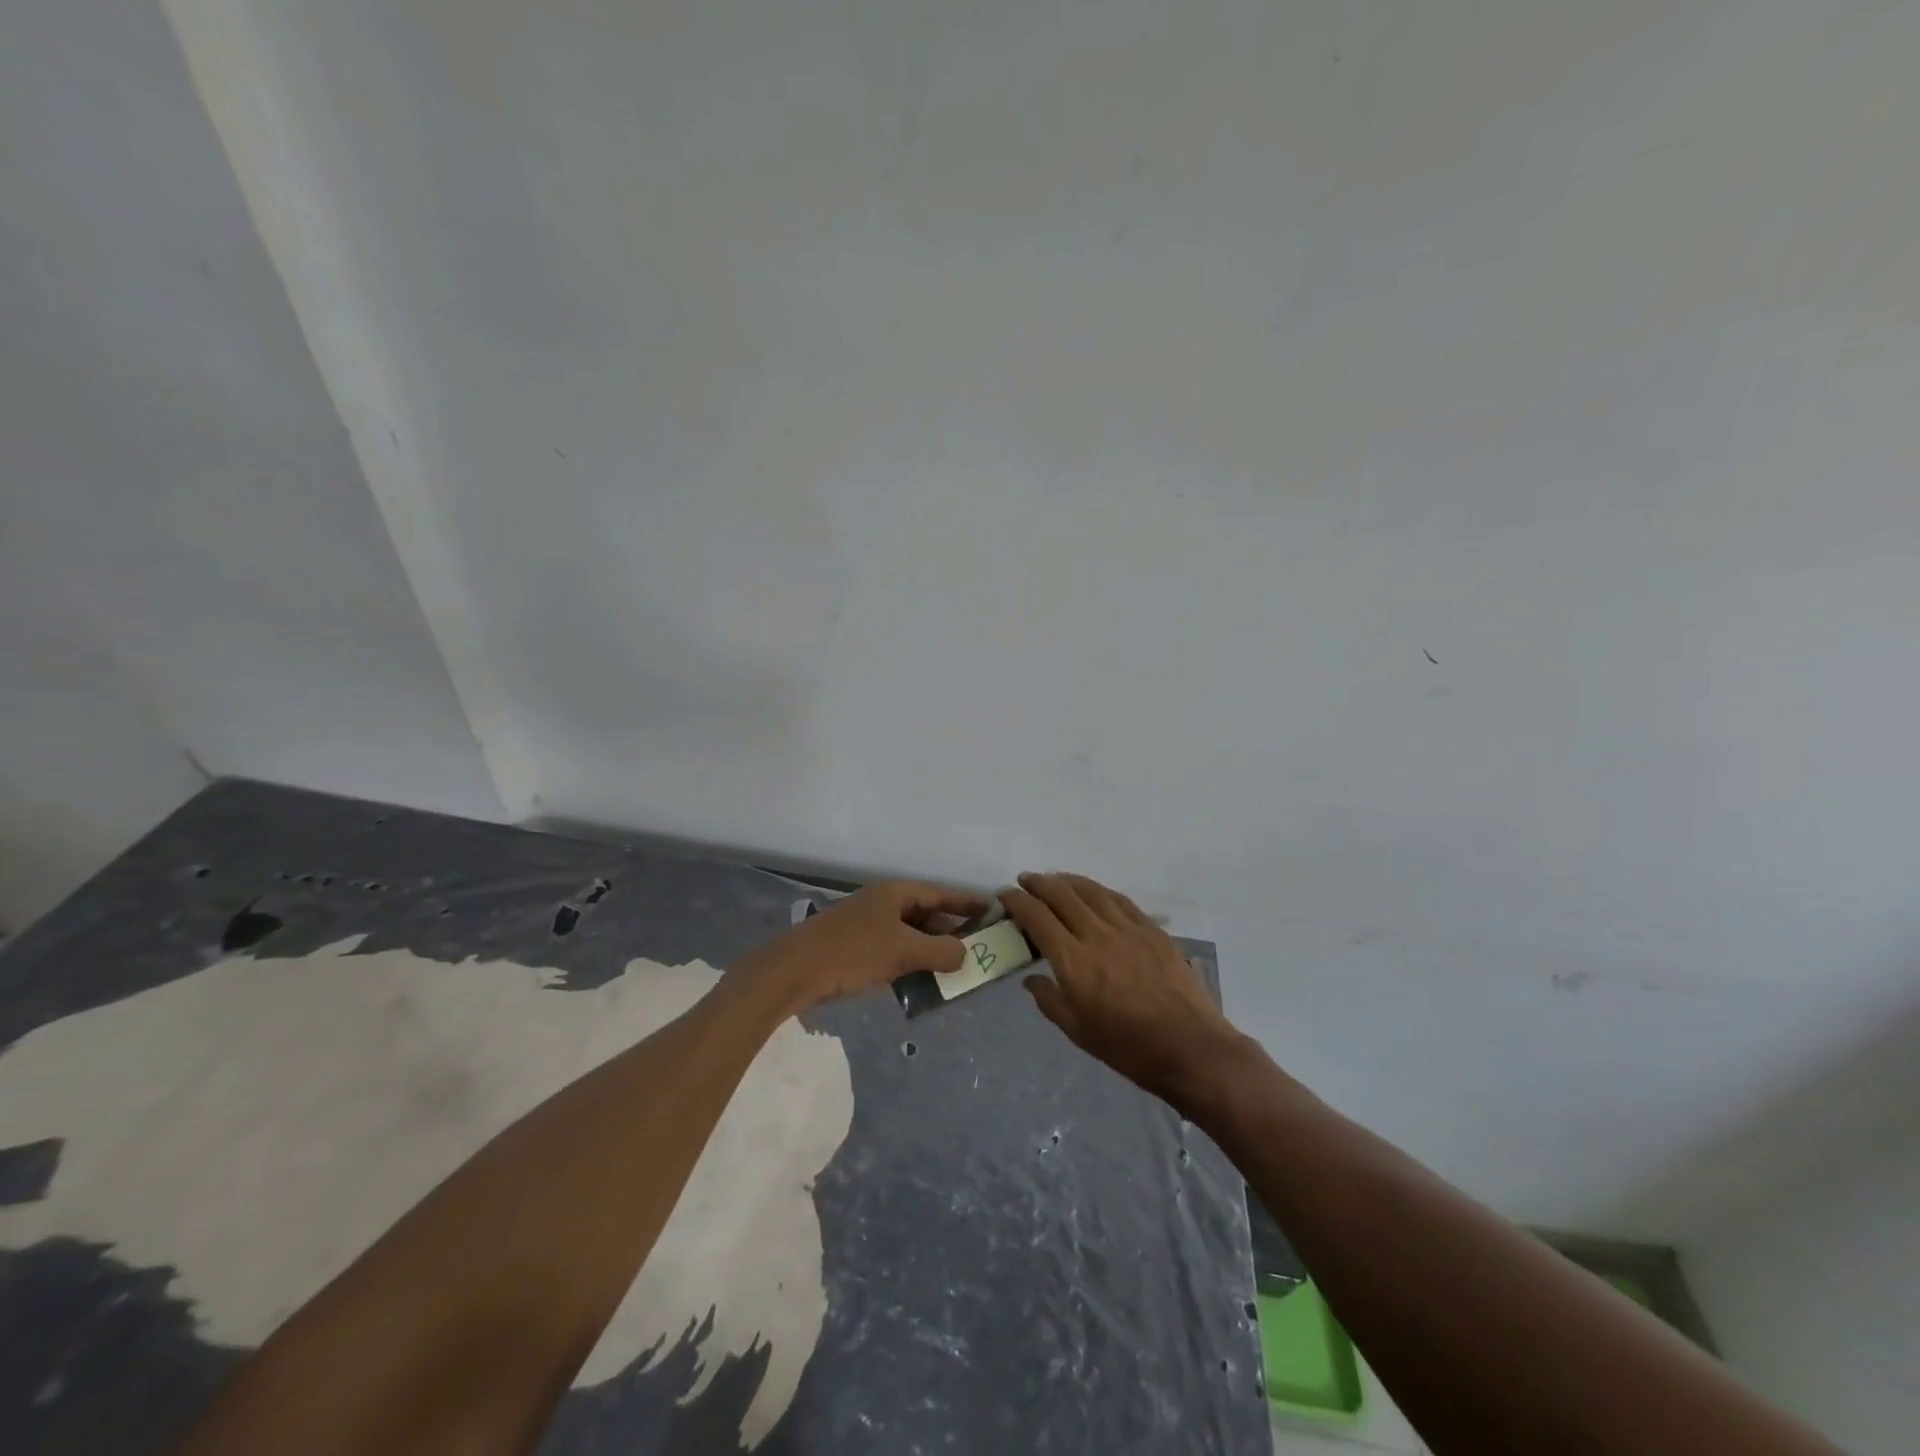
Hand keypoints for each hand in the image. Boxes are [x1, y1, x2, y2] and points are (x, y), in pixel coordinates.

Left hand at [745, 880, 988, 1013]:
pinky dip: (911, 963)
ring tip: (957, 970)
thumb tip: (964, 954)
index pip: (941, 893)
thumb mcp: (904, 951)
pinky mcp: (855, 949)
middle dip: (952, 932)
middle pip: (926, 914)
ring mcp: (867, 925)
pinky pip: (894, 951)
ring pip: (910, 935)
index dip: (968, 902)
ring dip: (932, 951)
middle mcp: (883, 903)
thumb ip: (941, 951)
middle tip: (979, 949)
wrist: (794, 972)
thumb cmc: (853, 953)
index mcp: (895, 893)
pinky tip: (922, 982)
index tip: (994, 911)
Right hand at [1003, 872, 1244, 1105]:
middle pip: (1061, 895)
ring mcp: (1128, 928)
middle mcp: (1097, 935)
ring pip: (1091, 891)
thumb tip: (1031, 979)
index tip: (1004, 895)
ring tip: (1055, 880)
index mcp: (1073, 961)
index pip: (1037, 917)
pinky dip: (1099, 891)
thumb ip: (1049, 1000)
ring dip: (1067, 881)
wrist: (1189, 1047)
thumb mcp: (1077, 1031)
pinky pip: (1119, 900)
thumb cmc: (1127, 1047)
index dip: (1017, 901)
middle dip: (1038, 883)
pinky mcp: (1152, 930)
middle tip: (1025, 881)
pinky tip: (1094, 893)